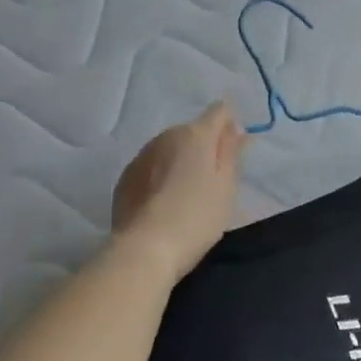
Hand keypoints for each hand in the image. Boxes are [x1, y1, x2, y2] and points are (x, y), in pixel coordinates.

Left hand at [111, 103, 244, 282]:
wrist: (145, 249)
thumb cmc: (196, 217)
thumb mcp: (226, 186)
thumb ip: (231, 152)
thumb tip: (235, 128)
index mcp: (195, 134)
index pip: (219, 111)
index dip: (229, 127)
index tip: (233, 153)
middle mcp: (166, 136)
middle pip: (192, 131)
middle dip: (204, 148)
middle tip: (212, 183)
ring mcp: (141, 155)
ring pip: (169, 149)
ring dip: (180, 162)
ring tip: (186, 196)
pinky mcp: (125, 177)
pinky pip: (151, 167)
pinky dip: (160, 177)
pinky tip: (163, 203)